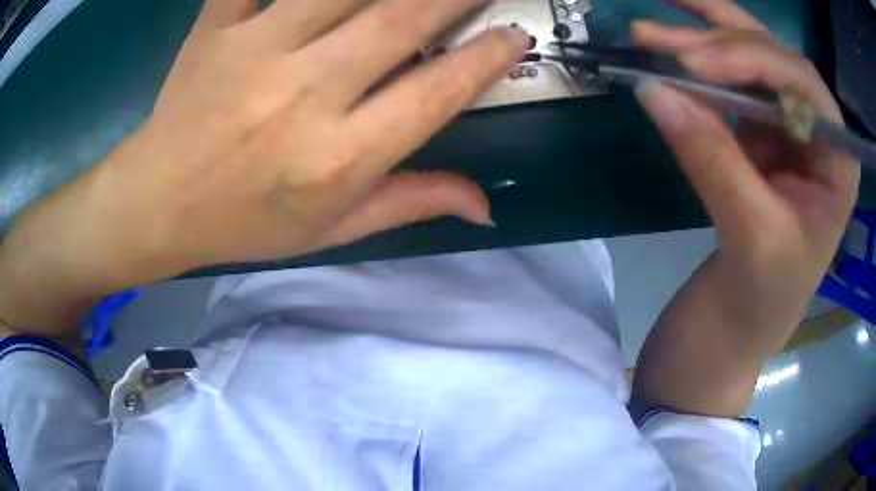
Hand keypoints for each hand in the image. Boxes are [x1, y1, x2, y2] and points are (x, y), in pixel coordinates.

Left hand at [0, 0, 528, 331]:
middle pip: (400, 20)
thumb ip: (409, 204)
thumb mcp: (330, 231)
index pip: (434, 94)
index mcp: (335, 158)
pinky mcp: (217, 29)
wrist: (158, 203)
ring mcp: (254, 52)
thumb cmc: (243, 223)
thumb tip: (484, 205)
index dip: (485, 59)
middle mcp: (302, 95)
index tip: (517, 35)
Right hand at [631, 0, 858, 415]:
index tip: (693, 66)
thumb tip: (652, 90)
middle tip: (655, 34)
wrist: (742, 324)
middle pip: (772, 58)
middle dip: (716, 38)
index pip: (801, 82)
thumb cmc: (763, 298)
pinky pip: (727, 86)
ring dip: (697, 41)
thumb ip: (711, 159)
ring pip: (746, 61)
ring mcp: (786, 126)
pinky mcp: (757, 133)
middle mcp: (816, 130)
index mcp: (837, 158)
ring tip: (645, 34)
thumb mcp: (750, 237)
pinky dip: (694, 69)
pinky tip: (666, 58)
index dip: (750, 60)